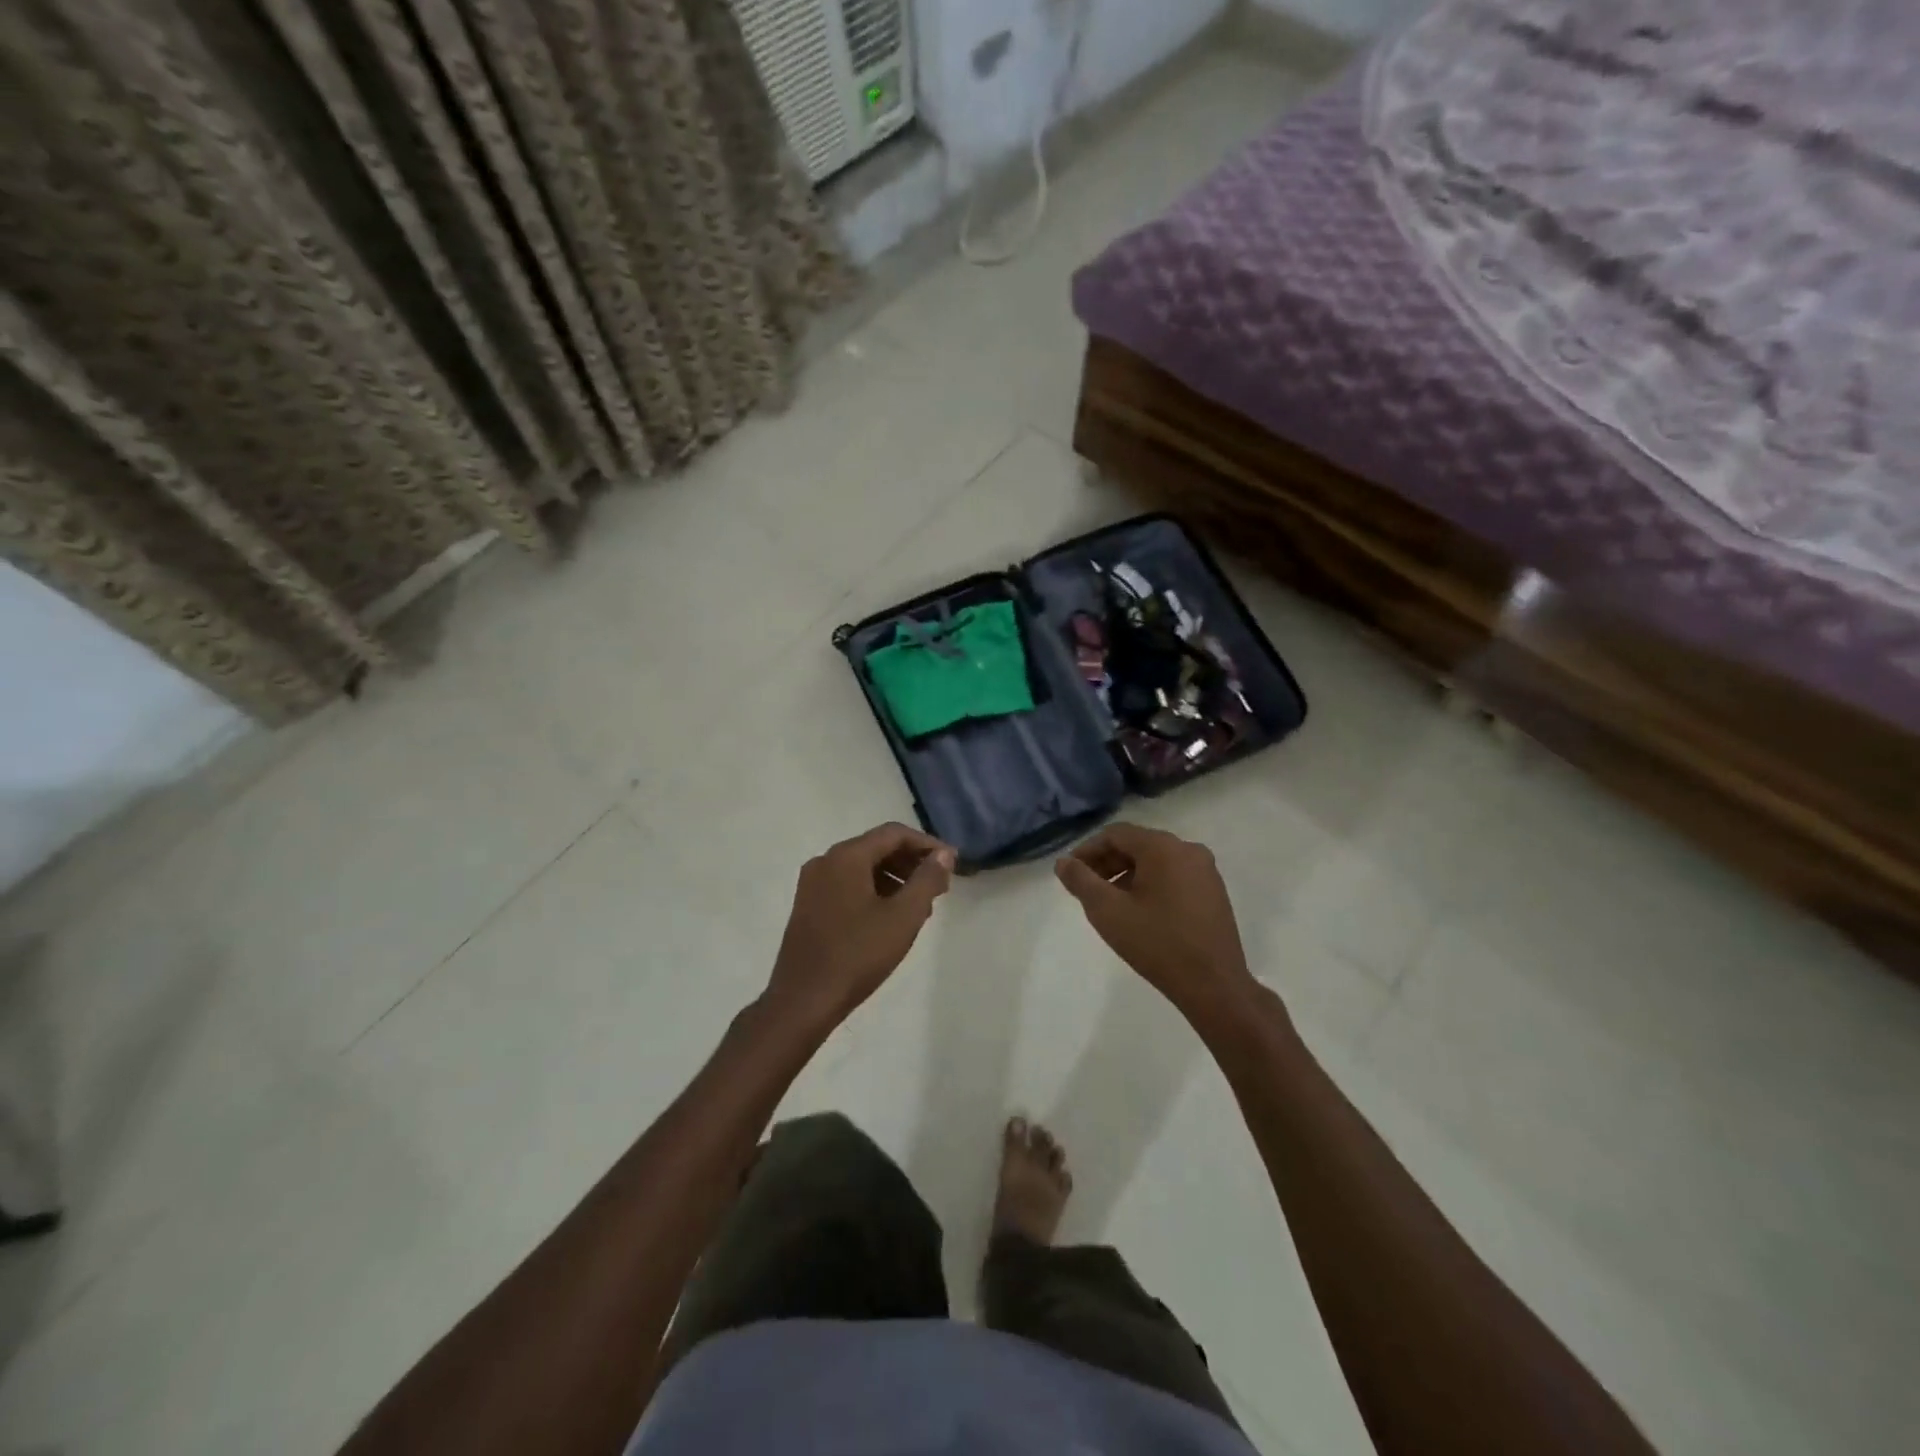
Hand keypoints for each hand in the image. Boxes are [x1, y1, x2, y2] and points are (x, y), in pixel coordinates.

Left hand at [765, 823, 955, 1032]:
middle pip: (877, 847)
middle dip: (911, 862)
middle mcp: (825, 861)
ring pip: (862, 868)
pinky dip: (874, 891)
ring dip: (894, 878)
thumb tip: (943, 855)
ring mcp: (812, 884)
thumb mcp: (903, 917)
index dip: (927, 845)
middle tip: (939, 886)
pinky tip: (890, 917)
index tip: (952, 864)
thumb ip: (927, 880)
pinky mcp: (808, 906)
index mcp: (846, 856)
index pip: (894, 834)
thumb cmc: (857, 955)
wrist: (803, 1000)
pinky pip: (848, 885)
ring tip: (920, 906)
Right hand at [1055, 822, 1258, 1022]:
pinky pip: (1174, 876)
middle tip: (1085, 887)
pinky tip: (1139, 911)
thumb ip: (1081, 881)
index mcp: (1163, 847)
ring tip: (1108, 902)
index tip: (1070, 872)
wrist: (1214, 985)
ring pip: (1156, 861)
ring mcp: (1205, 871)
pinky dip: (1150, 885)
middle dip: (1107, 862)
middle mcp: (1188, 850)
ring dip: (1127, 875)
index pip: (1116, 834)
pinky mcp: (1214, 892)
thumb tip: (1063, 862)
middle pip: (1137, 845)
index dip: (1088, 850)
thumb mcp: (1107, 911)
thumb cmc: (1156, 943)